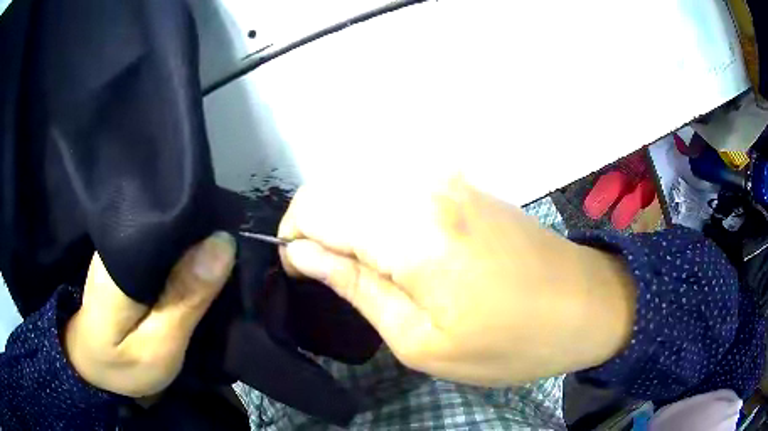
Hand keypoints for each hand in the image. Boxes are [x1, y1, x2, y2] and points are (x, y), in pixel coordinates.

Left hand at [64, 232, 235, 396]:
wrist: (94, 365)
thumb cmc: (122, 364)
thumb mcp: (159, 346)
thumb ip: (185, 298)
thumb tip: (222, 243)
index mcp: (122, 258)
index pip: (167, 216)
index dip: (203, 217)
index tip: (236, 227)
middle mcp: (120, 238)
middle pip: (169, 217)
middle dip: (203, 228)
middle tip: (237, 249)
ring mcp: (122, 244)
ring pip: (168, 229)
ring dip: (195, 239)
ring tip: (224, 250)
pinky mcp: (128, 255)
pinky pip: (163, 243)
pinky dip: (184, 250)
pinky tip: (201, 257)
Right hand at [279, 178, 635, 385]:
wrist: (586, 304)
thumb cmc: (510, 341)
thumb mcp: (422, 341)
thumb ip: (357, 288)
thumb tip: (303, 254)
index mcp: (411, 229)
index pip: (315, 206)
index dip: (294, 239)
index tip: (301, 274)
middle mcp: (423, 184)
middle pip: (334, 186)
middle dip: (318, 229)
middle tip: (337, 279)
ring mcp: (447, 176)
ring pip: (362, 181)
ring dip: (348, 220)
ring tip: (368, 269)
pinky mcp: (463, 181)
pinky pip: (396, 185)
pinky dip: (378, 212)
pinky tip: (399, 249)